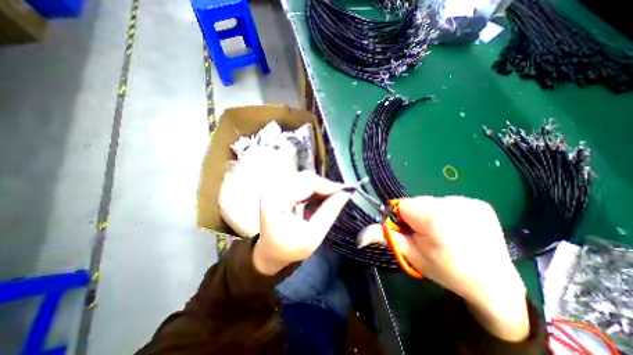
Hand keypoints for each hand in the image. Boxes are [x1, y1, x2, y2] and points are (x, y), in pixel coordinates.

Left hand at [252, 174, 350, 274]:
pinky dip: (313, 191)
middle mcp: (273, 189)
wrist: (271, 252)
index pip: (306, 183)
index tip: (345, 192)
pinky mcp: (280, 189)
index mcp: (275, 201)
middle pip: (305, 178)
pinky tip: (318, 202)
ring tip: (330, 200)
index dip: (327, 186)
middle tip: (340, 196)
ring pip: (305, 179)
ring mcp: (275, 188)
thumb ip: (329, 212)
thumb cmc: (290, 249)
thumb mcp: (313, 236)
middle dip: (324, 187)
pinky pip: (301, 183)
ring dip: (319, 189)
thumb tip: (346, 194)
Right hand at [361, 196, 529, 342]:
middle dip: (415, 216)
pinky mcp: (479, 203)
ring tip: (442, 232)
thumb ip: (385, 238)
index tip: (409, 232)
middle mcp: (453, 203)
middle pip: (417, 201)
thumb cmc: (445, 270)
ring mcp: (469, 201)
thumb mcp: (410, 255)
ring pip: (432, 201)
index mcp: (435, 218)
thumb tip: (358, 237)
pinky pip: (449, 201)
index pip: (402, 204)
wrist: (492, 283)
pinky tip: (456, 227)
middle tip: (426, 235)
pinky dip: (447, 212)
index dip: (401, 218)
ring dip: (430, 213)